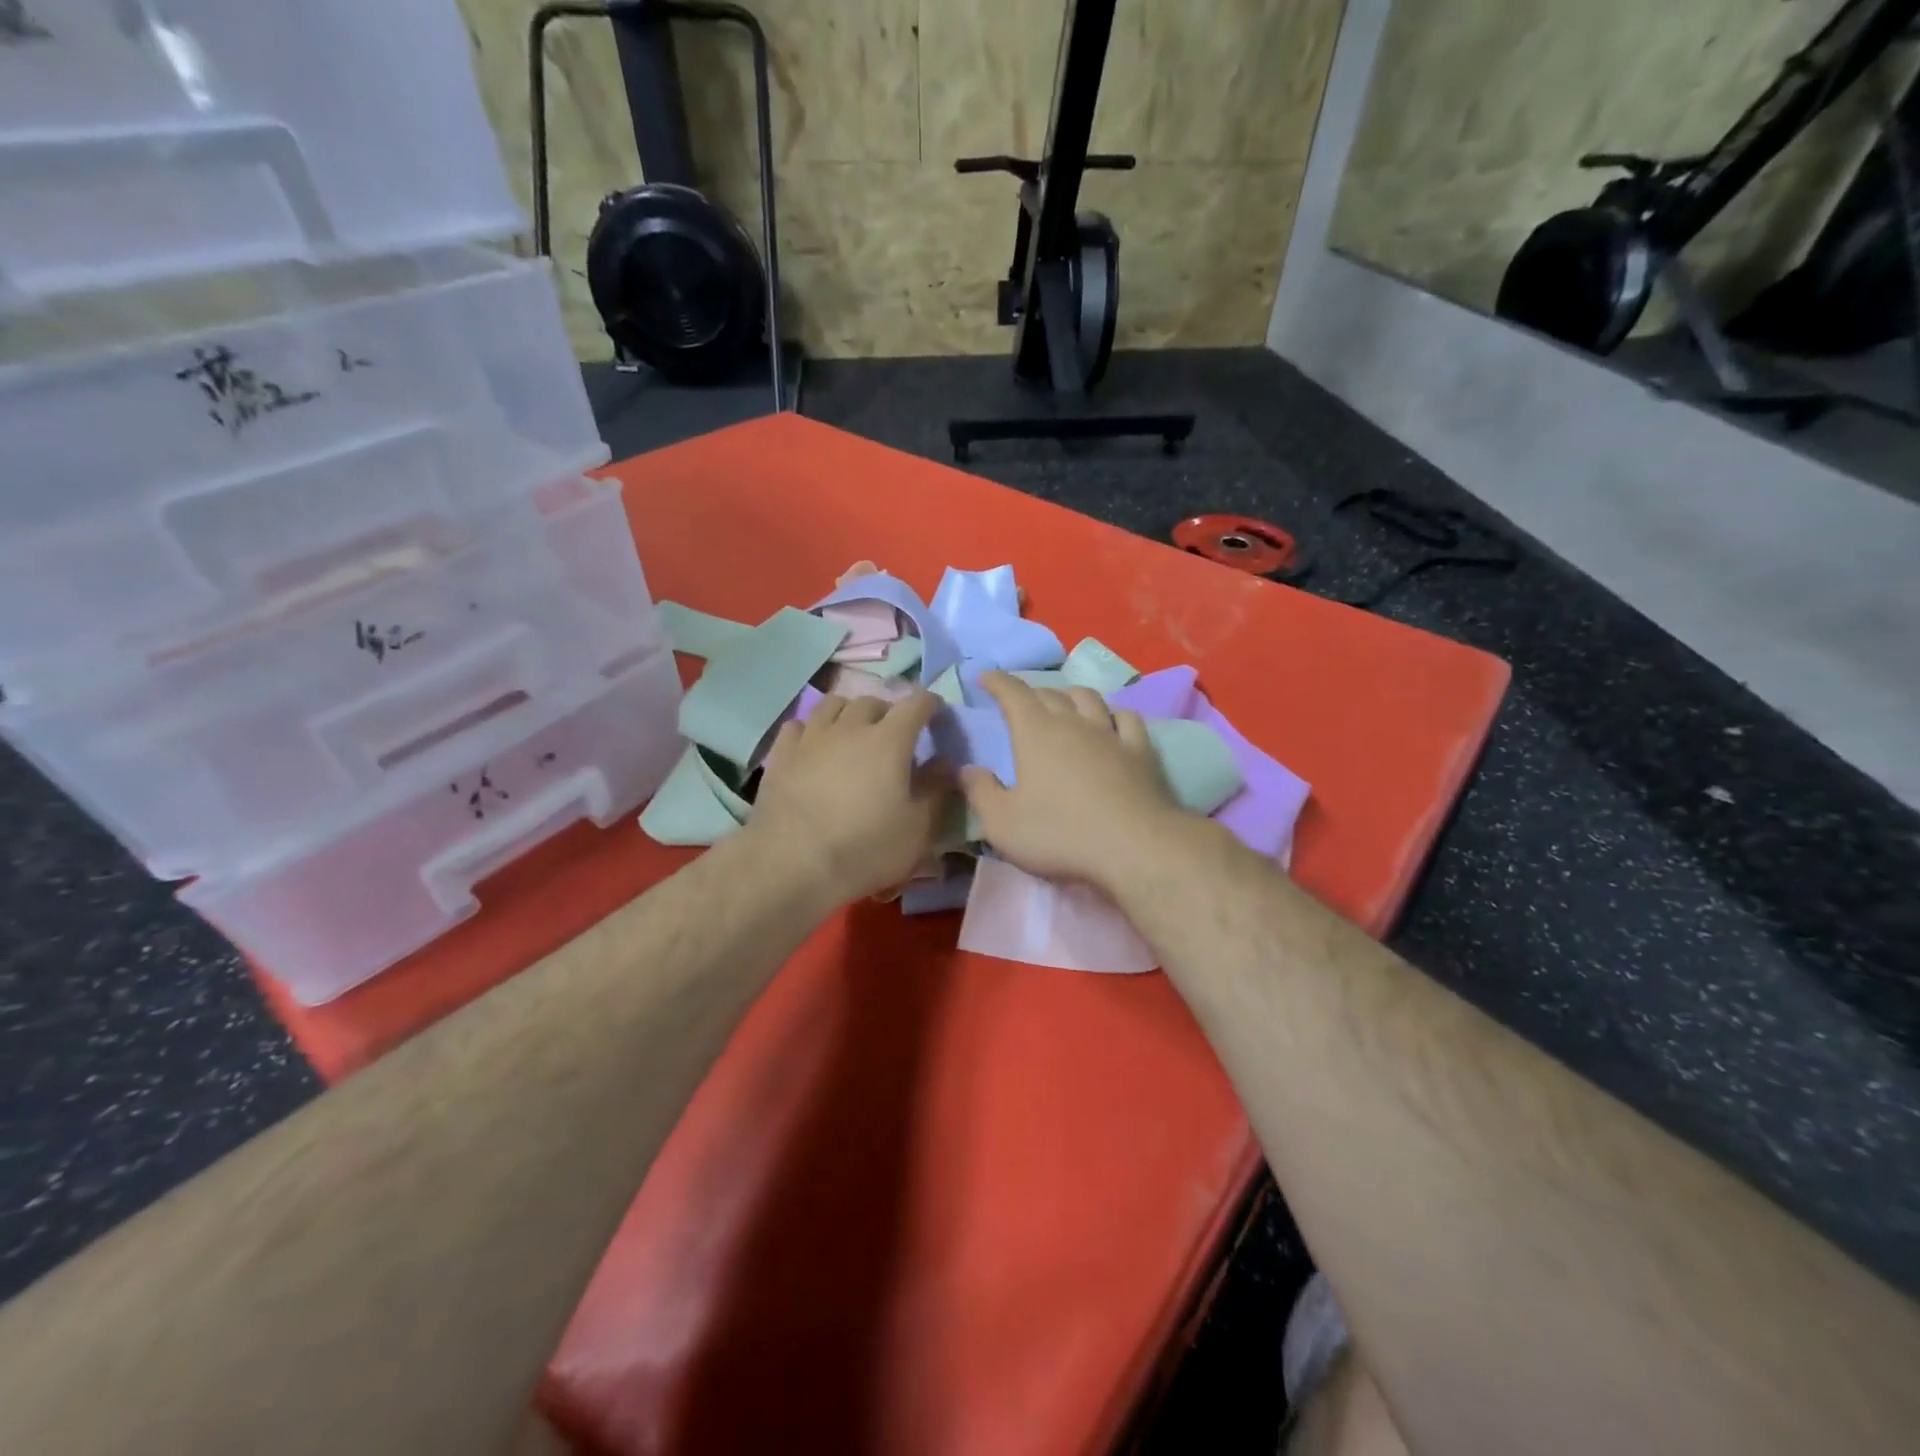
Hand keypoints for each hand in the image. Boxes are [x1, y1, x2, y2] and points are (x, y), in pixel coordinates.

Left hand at [749, 691, 950, 904]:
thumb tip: (945, 764)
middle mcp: (850, 728)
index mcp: (889, 740)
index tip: (936, 713)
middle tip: (894, 734)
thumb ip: (936, 791)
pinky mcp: (781, 755)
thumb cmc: (865, 848)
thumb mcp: (918, 829)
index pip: (916, 704)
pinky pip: (797, 725)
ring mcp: (811, 738)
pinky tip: (814, 746)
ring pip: (832, 705)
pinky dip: (812, 729)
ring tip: (853, 732)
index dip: (930, 704)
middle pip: (872, 701)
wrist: (793, 865)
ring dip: (849, 712)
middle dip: (888, 711)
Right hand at [960, 672, 1187, 892]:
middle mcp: (1073, 722)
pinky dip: (1112, 714)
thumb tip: (968, 769)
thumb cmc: (1059, 834)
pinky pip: (1125, 718)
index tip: (985, 678)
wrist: (1133, 847)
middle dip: (1030, 691)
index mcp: (1035, 732)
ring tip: (1062, 703)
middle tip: (1019, 701)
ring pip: (1088, 698)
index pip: (1012, 692)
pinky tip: (1110, 722)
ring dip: (1070, 695)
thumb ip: (980, 792)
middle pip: (1050, 693)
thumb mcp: (1002, 823)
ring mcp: (1110, 733)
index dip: (997, 681)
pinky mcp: (1140, 751)